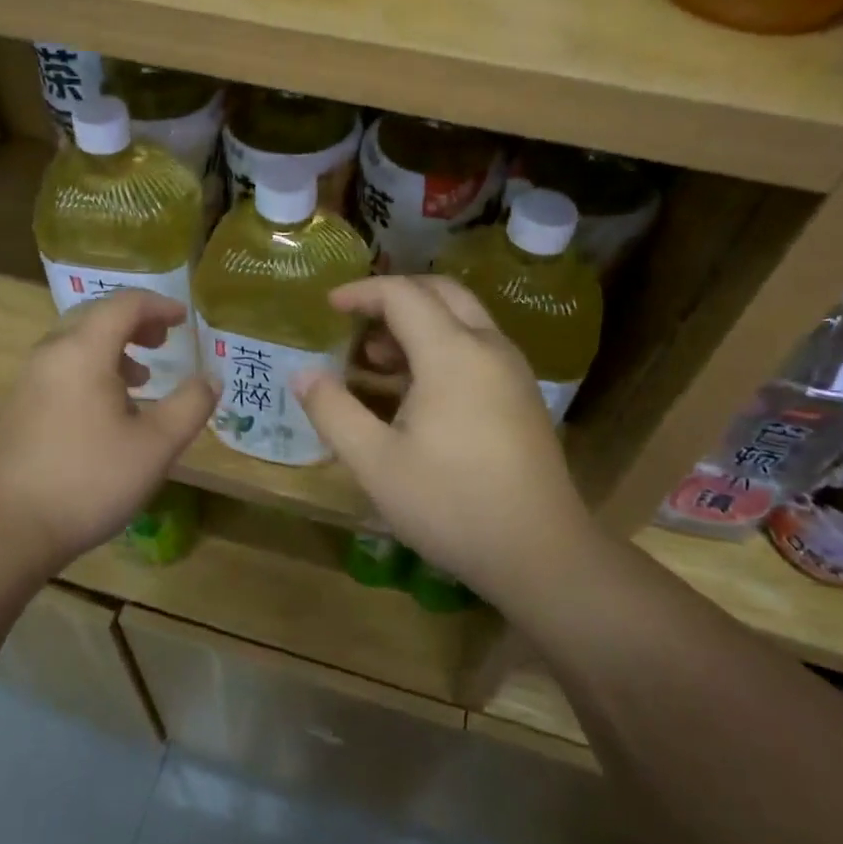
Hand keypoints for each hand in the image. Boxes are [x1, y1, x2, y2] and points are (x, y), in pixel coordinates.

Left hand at [0, 290, 215, 567]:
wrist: (9, 528)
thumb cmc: (90, 480)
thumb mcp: (156, 446)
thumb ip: (190, 405)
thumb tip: (211, 378)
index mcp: (83, 351)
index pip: (124, 304)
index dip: (159, 305)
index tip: (185, 320)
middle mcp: (51, 354)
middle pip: (96, 316)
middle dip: (135, 322)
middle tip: (164, 341)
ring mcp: (29, 381)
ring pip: (75, 343)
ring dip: (113, 348)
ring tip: (142, 378)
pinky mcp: (19, 408)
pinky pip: (61, 368)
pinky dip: (92, 369)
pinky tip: (108, 410)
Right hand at [294, 277, 595, 606]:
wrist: (540, 551)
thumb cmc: (450, 504)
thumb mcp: (375, 463)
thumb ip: (334, 411)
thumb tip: (302, 374)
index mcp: (452, 353)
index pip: (402, 295)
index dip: (361, 293)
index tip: (329, 306)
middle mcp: (488, 347)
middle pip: (441, 292)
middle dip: (394, 297)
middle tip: (357, 323)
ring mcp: (513, 371)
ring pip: (464, 318)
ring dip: (420, 323)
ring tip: (379, 361)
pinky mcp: (523, 396)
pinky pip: (479, 346)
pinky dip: (443, 345)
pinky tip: (419, 390)